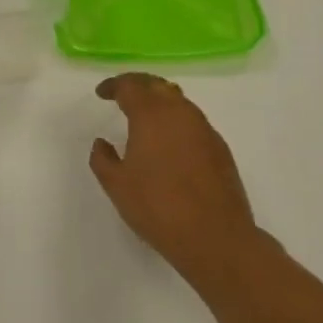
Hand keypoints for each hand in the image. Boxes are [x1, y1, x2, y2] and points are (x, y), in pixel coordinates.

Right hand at [90, 74, 264, 286]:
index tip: (102, 93)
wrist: (216, 238)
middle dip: (137, 85)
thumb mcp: (116, 185)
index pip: (130, 86)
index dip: (114, 85)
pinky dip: (176, 120)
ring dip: (159, 100)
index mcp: (151, 115)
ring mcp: (205, 130)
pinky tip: (169, 142)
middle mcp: (181, 113)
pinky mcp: (220, 148)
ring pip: (179, 101)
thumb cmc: (158, 207)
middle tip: (122, 94)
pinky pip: (193, 121)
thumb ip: (103, 158)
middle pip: (157, 85)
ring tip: (144, 116)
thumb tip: (102, 143)